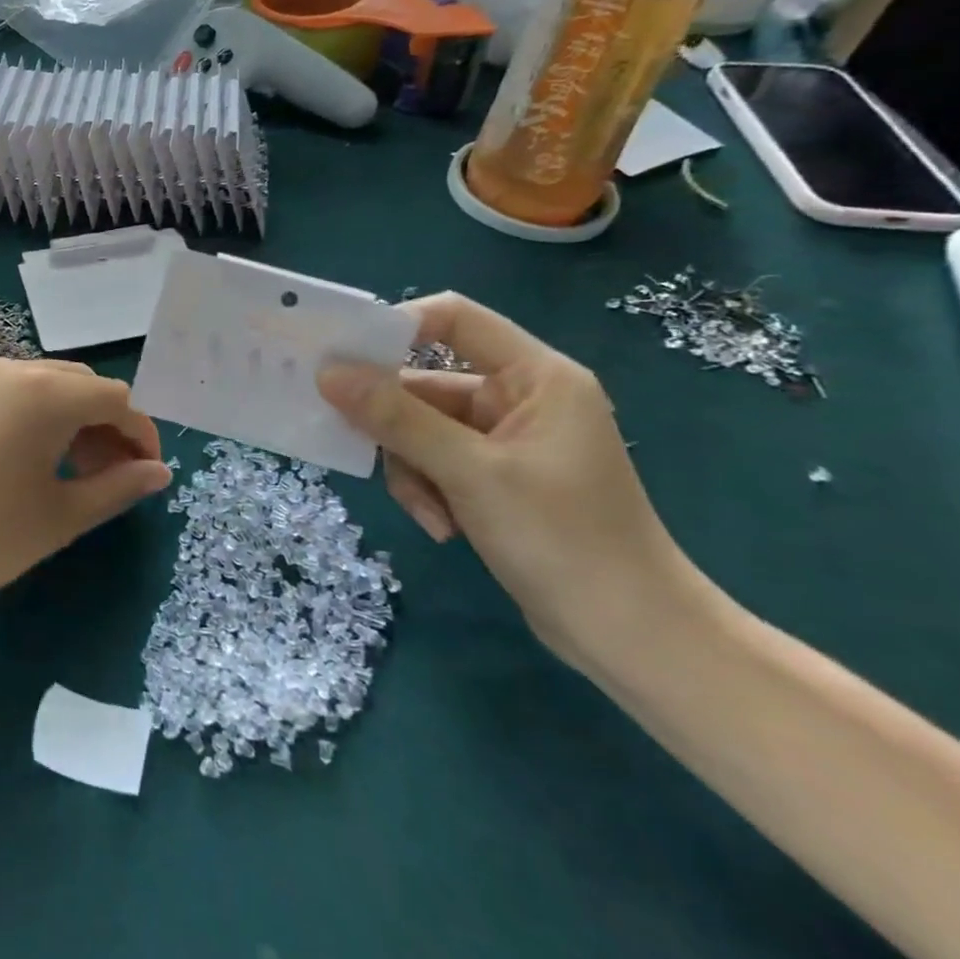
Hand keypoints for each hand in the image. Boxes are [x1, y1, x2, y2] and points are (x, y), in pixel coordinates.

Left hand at [0, 359, 170, 628]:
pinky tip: (24, 463)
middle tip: (111, 478)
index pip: (117, 400)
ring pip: (44, 387)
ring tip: (71, 474)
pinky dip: (34, 418)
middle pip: (82, 386)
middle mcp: (13, 369)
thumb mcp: (59, 517)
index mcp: (47, 392)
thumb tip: (159, 473)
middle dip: (107, 427)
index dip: (141, 436)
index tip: (147, 477)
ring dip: (71, 421)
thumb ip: (118, 488)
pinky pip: (8, 394)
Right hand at [317, 293, 698, 669]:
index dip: (396, 326)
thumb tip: (327, 373)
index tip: (343, 358)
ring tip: (431, 513)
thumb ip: (396, 418)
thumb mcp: (469, 473)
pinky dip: (429, 489)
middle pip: (427, 383)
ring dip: (412, 468)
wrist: (632, 639)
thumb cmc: (563, 541)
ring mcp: (506, 439)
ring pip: (421, 428)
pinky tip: (444, 527)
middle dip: (396, 426)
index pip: (453, 319)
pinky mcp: (495, 476)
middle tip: (361, 447)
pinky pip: (436, 461)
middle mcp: (520, 397)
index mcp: (535, 376)